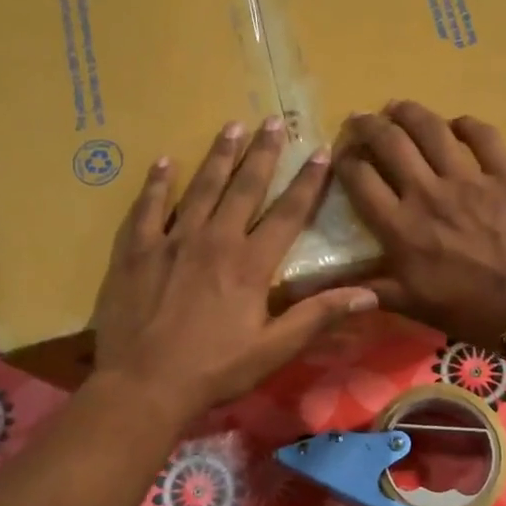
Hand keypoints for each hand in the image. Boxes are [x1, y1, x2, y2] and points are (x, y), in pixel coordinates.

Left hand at [92, 118, 377, 418]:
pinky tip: (164, 162)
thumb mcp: (274, 350)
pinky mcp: (136, 250)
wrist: (144, 384)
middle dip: (262, 153)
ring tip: (231, 126)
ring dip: (218, 156)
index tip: (320, 153)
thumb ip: (318, 316)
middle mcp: (214, 240)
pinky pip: (147, 207)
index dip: (307, 183)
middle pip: (243, 188)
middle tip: (272, 121)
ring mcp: (171, 241)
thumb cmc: (214, 370)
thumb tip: (369, 294)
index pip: (287, 214)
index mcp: (250, 265)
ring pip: (200, 188)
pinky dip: (157, 183)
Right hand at [334, 101, 505, 345]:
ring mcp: (470, 179)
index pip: (360, 179)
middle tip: (360, 120)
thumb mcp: (413, 306)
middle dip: (368, 125)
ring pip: (431, 129)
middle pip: (390, 142)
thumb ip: (370, 290)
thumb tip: (327, 289)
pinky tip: (457, 124)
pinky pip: (483, 136)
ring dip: (409, 112)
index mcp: (401, 227)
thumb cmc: (471, 311)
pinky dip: (466, 124)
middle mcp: (428, 193)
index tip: (342, 155)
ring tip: (397, 107)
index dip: (345, 160)